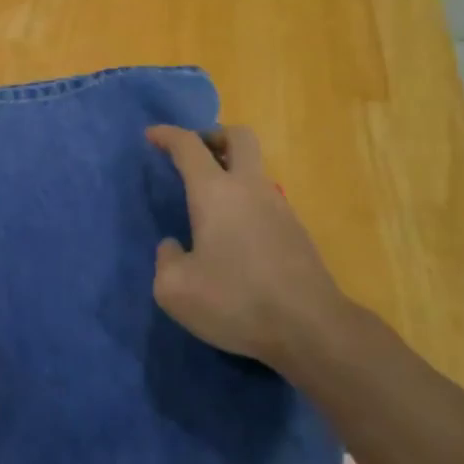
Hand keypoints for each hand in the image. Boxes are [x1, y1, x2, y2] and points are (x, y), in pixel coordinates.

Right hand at [147, 124, 351, 373]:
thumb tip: (174, 247)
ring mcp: (279, 207)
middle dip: (213, 136)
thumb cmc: (236, 300)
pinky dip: (246, 201)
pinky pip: (265, 199)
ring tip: (210, 202)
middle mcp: (249, 188)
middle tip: (194, 154)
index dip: (167, 135)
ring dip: (232, 171)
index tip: (151, 135)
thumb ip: (165, 260)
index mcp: (215, 191)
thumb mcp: (175, 290)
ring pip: (255, 169)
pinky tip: (234, 235)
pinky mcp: (297, 232)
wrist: (311, 329)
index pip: (189, 145)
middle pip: (238, 137)